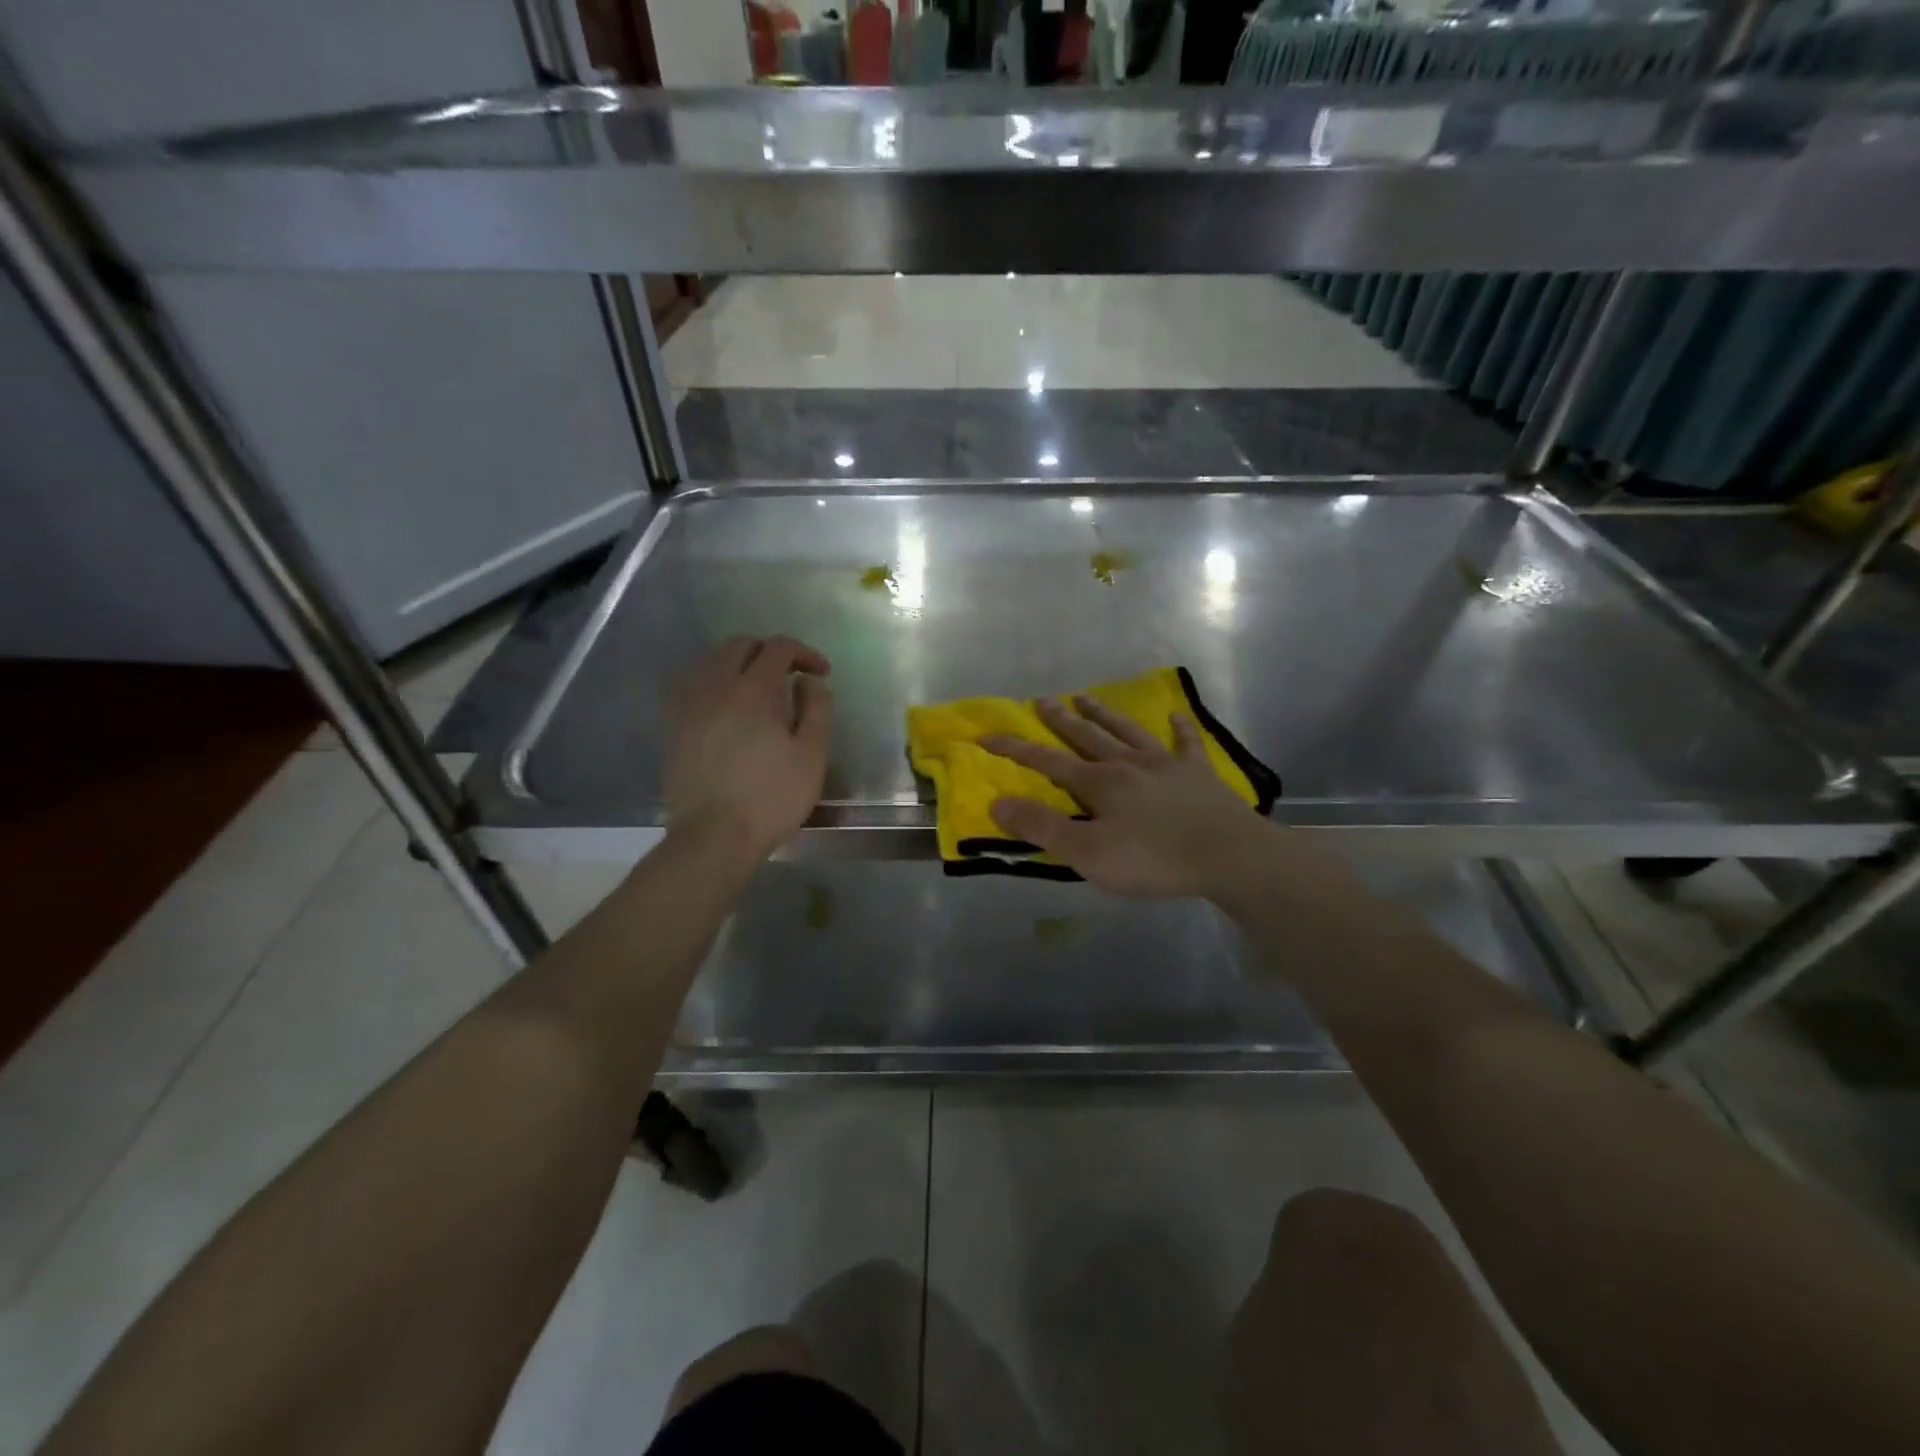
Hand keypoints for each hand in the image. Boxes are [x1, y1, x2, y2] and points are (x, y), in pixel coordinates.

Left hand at [664, 635, 831, 860]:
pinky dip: (713, 683)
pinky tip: (725, 706)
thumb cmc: (772, 797)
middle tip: (790, 676)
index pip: (778, 648)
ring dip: (738, 663)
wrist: (714, 836)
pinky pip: (691, 686)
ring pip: (711, 661)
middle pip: (740, 645)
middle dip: (769, 652)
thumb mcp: (812, 755)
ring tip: (757, 688)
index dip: (804, 653)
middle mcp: (716, 687)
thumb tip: (810, 680)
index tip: (821, 674)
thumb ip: (817, 708)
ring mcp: (689, 706)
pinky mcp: (674, 727)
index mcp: (753, 690)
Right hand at [981, 696, 1270, 899]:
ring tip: (1087, 696)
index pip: (1046, 762)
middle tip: (1043, 699)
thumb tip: (997, 802)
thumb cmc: (1153, 859)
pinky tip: (1176, 716)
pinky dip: (1180, 729)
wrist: (1228, 855)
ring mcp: (1165, 764)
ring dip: (1105, 714)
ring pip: (1127, 731)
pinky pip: (1186, 744)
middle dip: (1061, 719)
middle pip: (1087, 736)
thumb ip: (1043, 828)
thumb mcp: (1087, 853)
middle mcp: (1127, 764)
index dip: (1015, 749)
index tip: (988, 736)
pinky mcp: (1198, 774)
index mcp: (1098, 783)